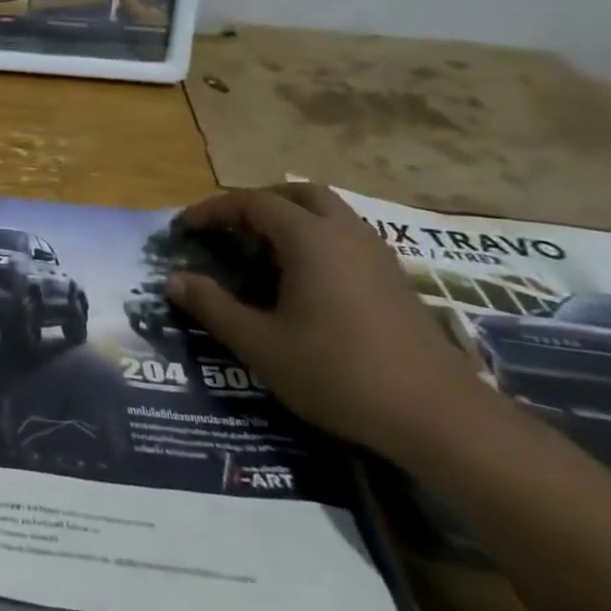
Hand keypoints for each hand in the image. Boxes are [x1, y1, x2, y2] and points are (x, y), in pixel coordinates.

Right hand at [165, 183, 493, 461]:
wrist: (438, 416)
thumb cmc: (337, 373)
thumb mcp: (259, 343)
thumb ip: (212, 306)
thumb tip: (173, 279)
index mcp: (310, 239)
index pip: (252, 203)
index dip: (212, 210)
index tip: (183, 229)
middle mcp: (345, 233)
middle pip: (296, 194)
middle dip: (255, 203)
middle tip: (226, 229)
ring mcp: (377, 254)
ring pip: (327, 212)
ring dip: (288, 219)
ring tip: (258, 251)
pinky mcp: (394, 279)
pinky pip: (345, 236)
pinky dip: (314, 239)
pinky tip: (301, 279)